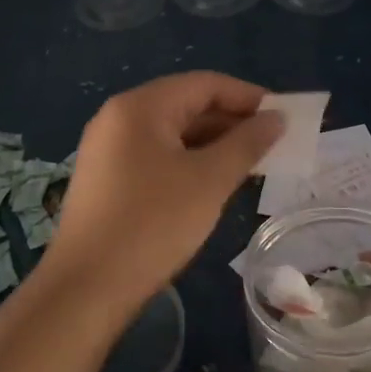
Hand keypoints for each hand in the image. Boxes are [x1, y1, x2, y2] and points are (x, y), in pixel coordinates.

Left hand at [40, 72, 282, 316]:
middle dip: (232, 122)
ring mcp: (108, 149)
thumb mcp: (209, 181)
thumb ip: (247, 143)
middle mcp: (118, 118)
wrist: (86, 288)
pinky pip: (156, 156)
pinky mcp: (106, 179)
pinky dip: (189, 162)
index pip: (204, 84)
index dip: (248, 96)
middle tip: (273, 145)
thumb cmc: (153, 224)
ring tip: (251, 165)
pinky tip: (213, 184)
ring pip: (172, 134)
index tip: (284, 117)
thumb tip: (276, 118)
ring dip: (213, 144)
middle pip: (186, 105)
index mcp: (140, 107)